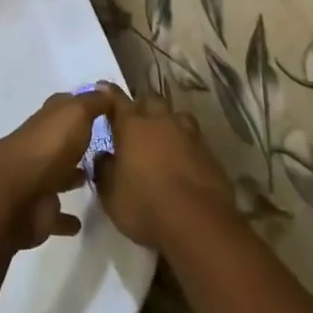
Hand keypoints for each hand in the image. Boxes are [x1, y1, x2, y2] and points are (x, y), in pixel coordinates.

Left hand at [0, 88, 115, 250]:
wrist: (17, 194)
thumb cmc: (49, 147)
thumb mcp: (76, 114)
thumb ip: (92, 103)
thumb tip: (104, 89)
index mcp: (48, 121)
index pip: (64, 106)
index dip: (81, 105)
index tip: (104, 109)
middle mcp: (41, 146)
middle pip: (61, 141)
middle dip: (78, 143)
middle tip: (107, 148)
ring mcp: (38, 179)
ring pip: (58, 175)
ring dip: (72, 176)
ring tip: (97, 180)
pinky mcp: (39, 212)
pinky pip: (56, 214)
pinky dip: (66, 219)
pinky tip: (81, 222)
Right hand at [92, 88, 234, 250]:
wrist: (199, 224)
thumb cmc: (146, 206)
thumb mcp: (111, 195)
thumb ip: (104, 170)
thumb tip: (103, 156)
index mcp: (132, 125)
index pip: (117, 99)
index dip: (108, 93)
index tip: (102, 88)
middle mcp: (160, 121)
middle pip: (150, 102)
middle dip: (142, 108)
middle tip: (135, 124)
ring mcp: (189, 134)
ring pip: (176, 117)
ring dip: (168, 124)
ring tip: (163, 140)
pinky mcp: (210, 153)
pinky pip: (194, 139)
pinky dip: (186, 146)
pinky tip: (184, 162)